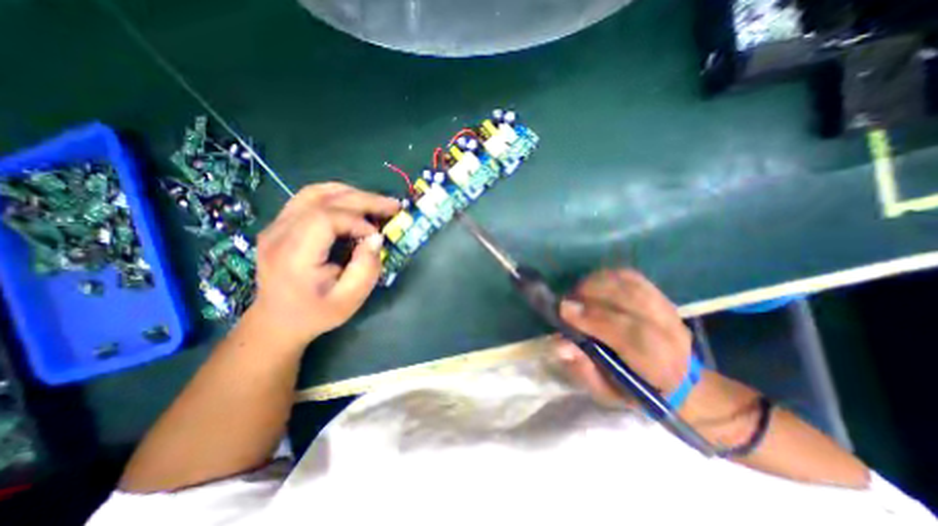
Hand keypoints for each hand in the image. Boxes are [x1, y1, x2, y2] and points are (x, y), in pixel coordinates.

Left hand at [244, 182, 398, 345]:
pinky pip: (309, 198)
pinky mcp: (281, 224)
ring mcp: (276, 226)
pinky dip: (336, 196)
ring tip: (377, 202)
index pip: (325, 218)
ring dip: (351, 193)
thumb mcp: (349, 300)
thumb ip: (365, 269)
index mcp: (293, 255)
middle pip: (323, 200)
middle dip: (363, 200)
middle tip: (393, 205)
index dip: (356, 221)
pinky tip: (354, 202)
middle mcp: (279, 233)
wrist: (277, 321)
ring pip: (315, 192)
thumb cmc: (315, 314)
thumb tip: (376, 238)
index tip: (376, 235)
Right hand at [552, 270, 691, 409]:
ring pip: (631, 285)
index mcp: (659, 365)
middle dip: (591, 295)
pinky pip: (631, 277)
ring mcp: (667, 310)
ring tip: (577, 294)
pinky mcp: (660, 296)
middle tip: (566, 301)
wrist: (678, 381)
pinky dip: (608, 277)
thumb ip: (583, 370)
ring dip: (597, 284)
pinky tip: (593, 285)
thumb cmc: (634, 389)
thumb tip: (563, 345)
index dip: (594, 318)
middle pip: (631, 300)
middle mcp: (670, 333)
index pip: (630, 335)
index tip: (563, 310)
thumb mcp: (606, 392)